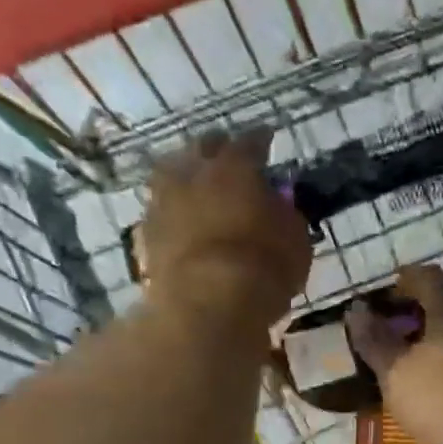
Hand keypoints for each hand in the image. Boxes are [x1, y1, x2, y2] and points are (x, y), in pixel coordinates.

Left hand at [144, 129, 310, 329]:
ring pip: (173, 173)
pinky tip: (182, 219)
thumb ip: (285, 214)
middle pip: (203, 148)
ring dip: (187, 175)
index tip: (268, 139)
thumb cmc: (264, 267)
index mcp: (235, 167)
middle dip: (217, 149)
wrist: (209, 304)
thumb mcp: (295, 239)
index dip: (261, 140)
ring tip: (199, 186)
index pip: (251, 142)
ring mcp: (165, 201)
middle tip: (230, 158)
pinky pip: (162, 210)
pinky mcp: (147, 233)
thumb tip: (279, 204)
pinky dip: (174, 210)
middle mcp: (195, 172)